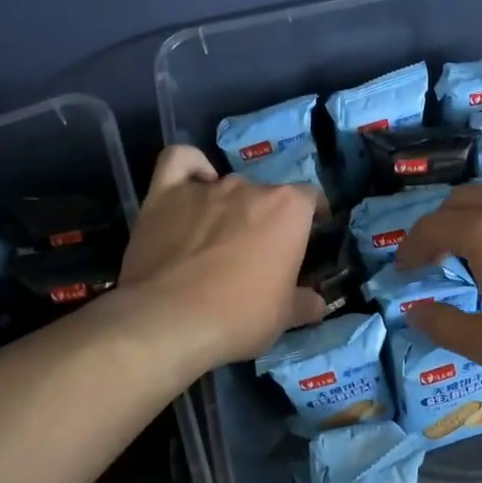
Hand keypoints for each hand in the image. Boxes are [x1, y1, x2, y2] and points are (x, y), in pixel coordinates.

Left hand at [118, 145, 324, 371]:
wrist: (169, 321)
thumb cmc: (239, 317)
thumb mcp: (284, 317)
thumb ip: (305, 303)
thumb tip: (317, 303)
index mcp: (288, 210)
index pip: (310, 198)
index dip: (311, 216)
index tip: (307, 237)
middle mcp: (250, 188)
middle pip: (266, 194)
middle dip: (266, 218)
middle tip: (258, 253)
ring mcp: (206, 188)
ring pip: (227, 185)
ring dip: (230, 206)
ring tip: (220, 238)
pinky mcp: (164, 194)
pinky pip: (180, 162)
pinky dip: (190, 169)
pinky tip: (191, 187)